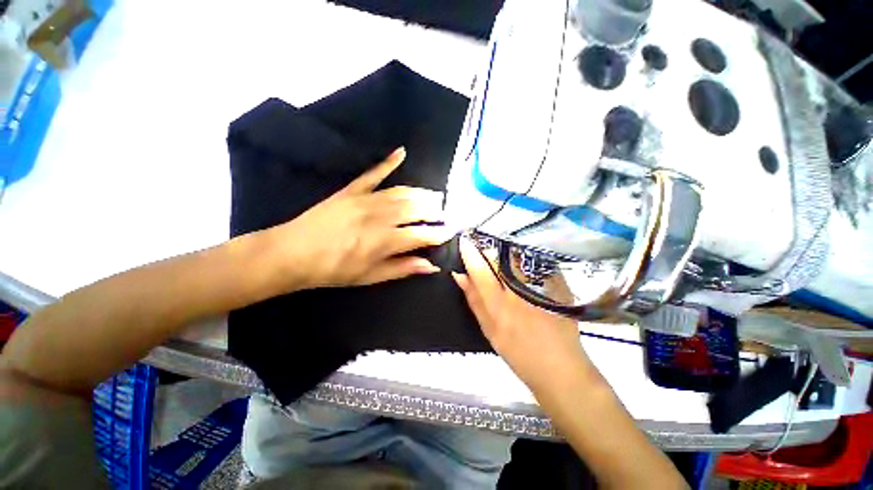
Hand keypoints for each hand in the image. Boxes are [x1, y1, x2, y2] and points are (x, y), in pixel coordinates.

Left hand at [266, 148, 452, 289]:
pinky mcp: (352, 190)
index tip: (449, 232)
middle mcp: (381, 217)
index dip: (438, 234)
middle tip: (444, 213)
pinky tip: (401, 152)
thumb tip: (431, 266)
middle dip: (435, 211)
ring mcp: (366, 200)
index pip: (422, 235)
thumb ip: (402, 268)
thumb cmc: (334, 270)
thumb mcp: (370, 277)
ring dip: (422, 193)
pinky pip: (373, 173)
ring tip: (434, 196)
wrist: (293, 253)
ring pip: (402, 192)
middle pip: (416, 209)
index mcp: (385, 241)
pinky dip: (388, 162)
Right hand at [452, 236, 597, 392]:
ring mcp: (540, 286)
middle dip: (489, 247)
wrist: (559, 367)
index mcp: (499, 305)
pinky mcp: (557, 284)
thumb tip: (460, 275)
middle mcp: (519, 291)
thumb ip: (474, 300)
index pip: (480, 270)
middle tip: (482, 243)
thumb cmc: (518, 352)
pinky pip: (537, 262)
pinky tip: (522, 260)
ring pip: (518, 257)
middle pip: (500, 258)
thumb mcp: (489, 329)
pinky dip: (525, 257)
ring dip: (506, 250)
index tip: (464, 240)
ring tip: (500, 249)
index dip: (470, 253)